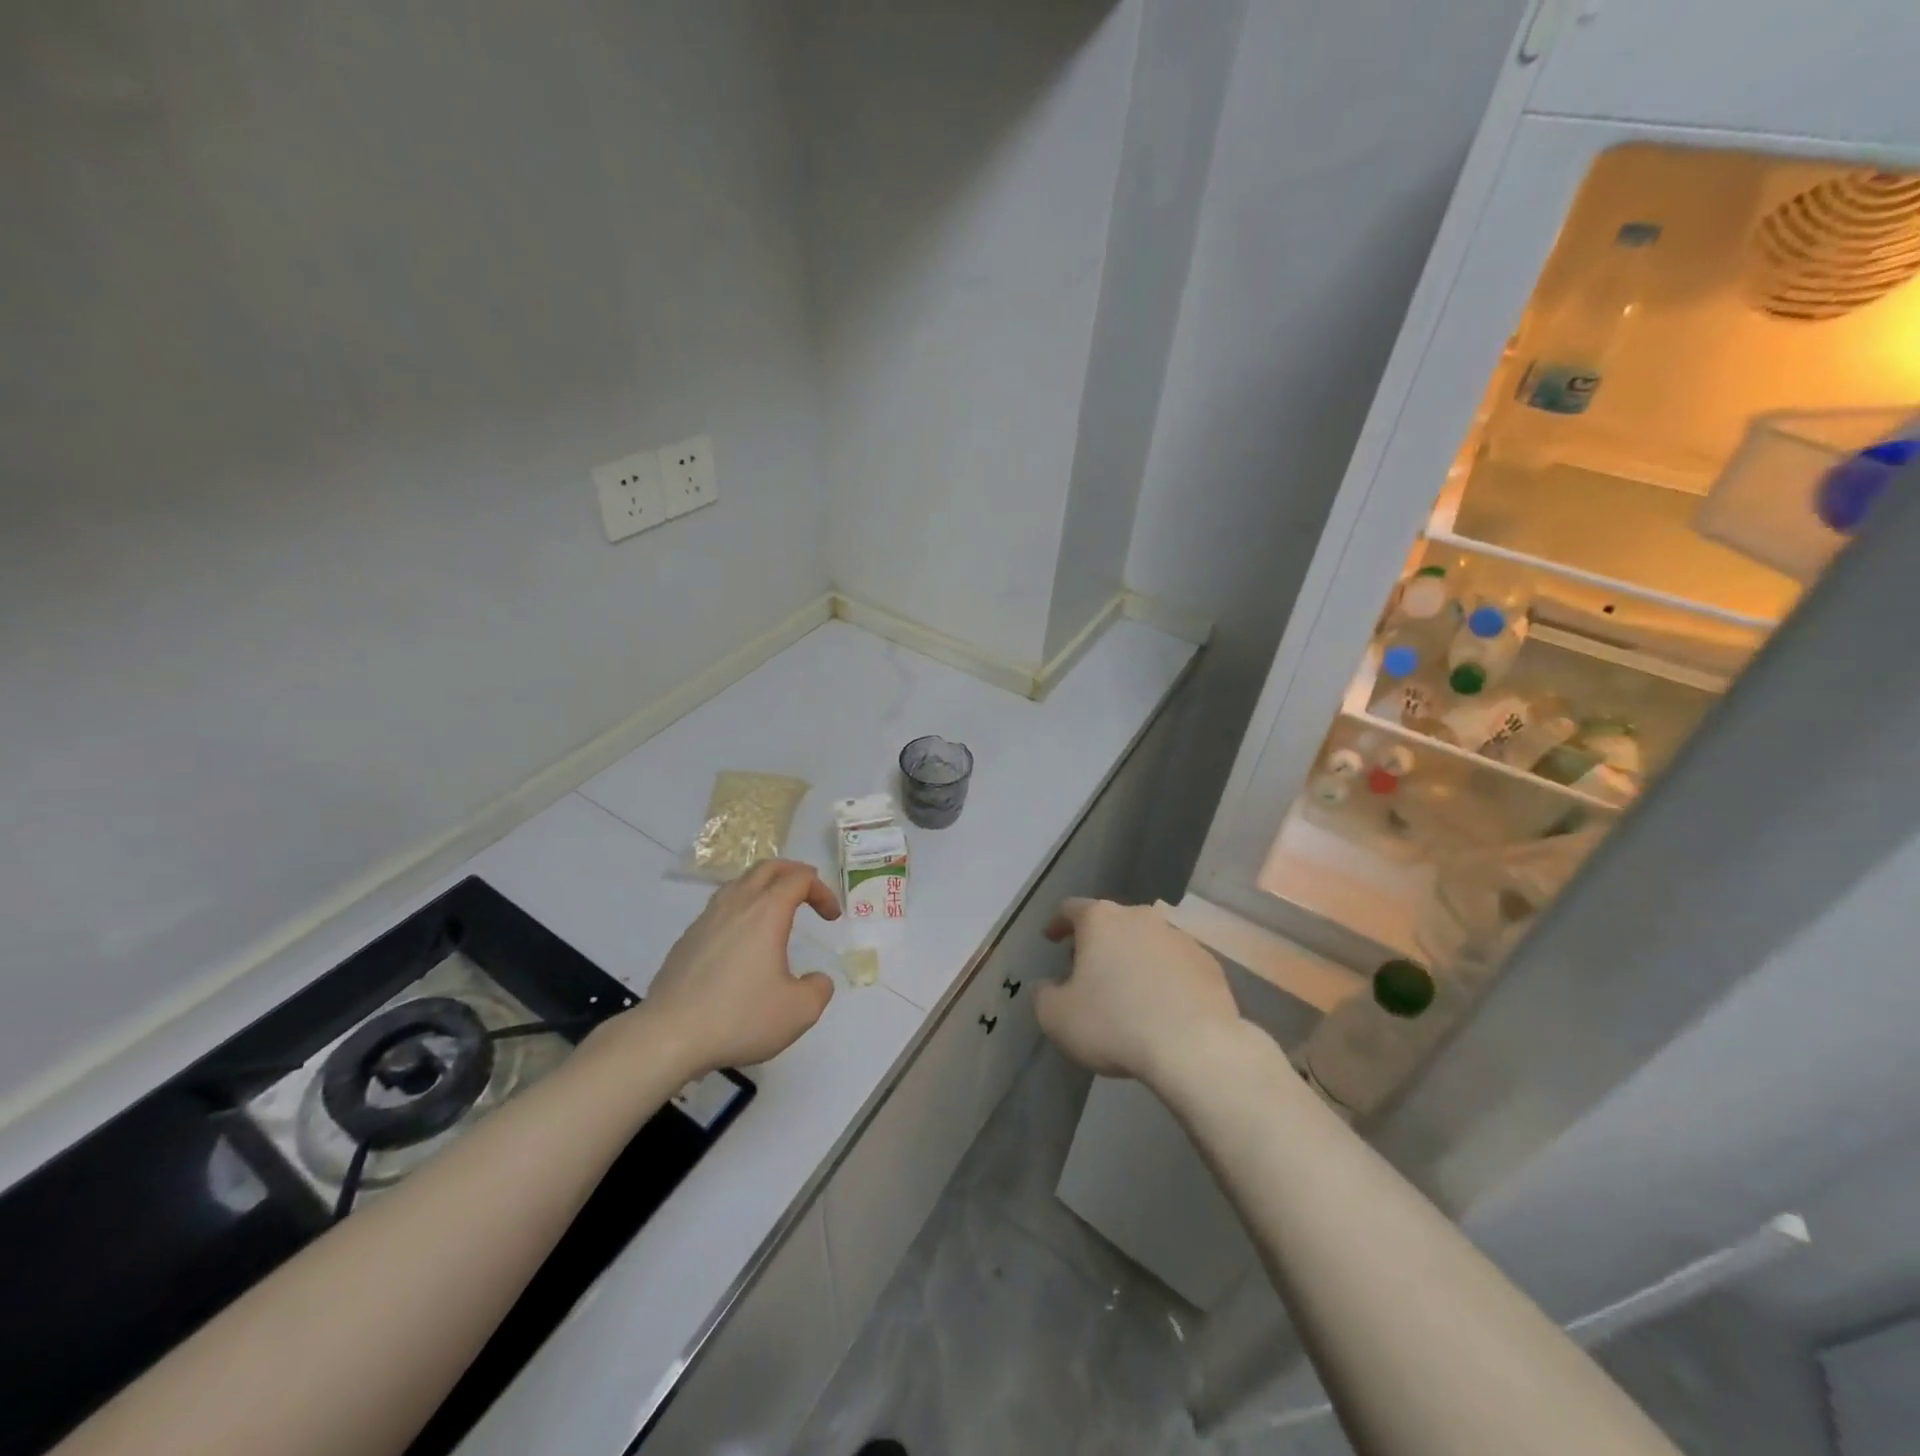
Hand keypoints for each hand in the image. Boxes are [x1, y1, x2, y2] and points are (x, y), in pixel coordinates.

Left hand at [635, 859, 840, 1074]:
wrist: (669, 1036)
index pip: (800, 879)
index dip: (822, 891)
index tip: (831, 918)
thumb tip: (816, 980)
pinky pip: (720, 907)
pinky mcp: (687, 939)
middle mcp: (736, 905)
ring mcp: (706, 919)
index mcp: (766, 912)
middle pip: (768, 868)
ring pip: (739, 883)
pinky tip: (742, 939)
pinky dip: (741, 908)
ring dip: (764, 886)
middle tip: (809, 892)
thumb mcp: (799, 1011)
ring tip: (776, 909)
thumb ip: (818, 989)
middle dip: (794, 873)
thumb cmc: (739, 1017)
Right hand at [1036, 899, 1240, 1087]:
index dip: (1058, 923)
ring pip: (1146, 941)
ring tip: (1127, 989)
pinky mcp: (1208, 962)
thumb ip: (1044, 995)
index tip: (1051, 938)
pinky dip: (1164, 976)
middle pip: (1112, 922)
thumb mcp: (1057, 1017)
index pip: (1071, 909)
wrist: (1195, 1047)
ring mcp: (1179, 937)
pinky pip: (1176, 963)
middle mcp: (1140, 917)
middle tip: (1087, 970)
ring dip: (1133, 958)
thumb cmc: (1115, 1024)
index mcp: (1101, 920)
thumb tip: (1046, 986)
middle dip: (1097, 942)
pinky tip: (1162, 1004)